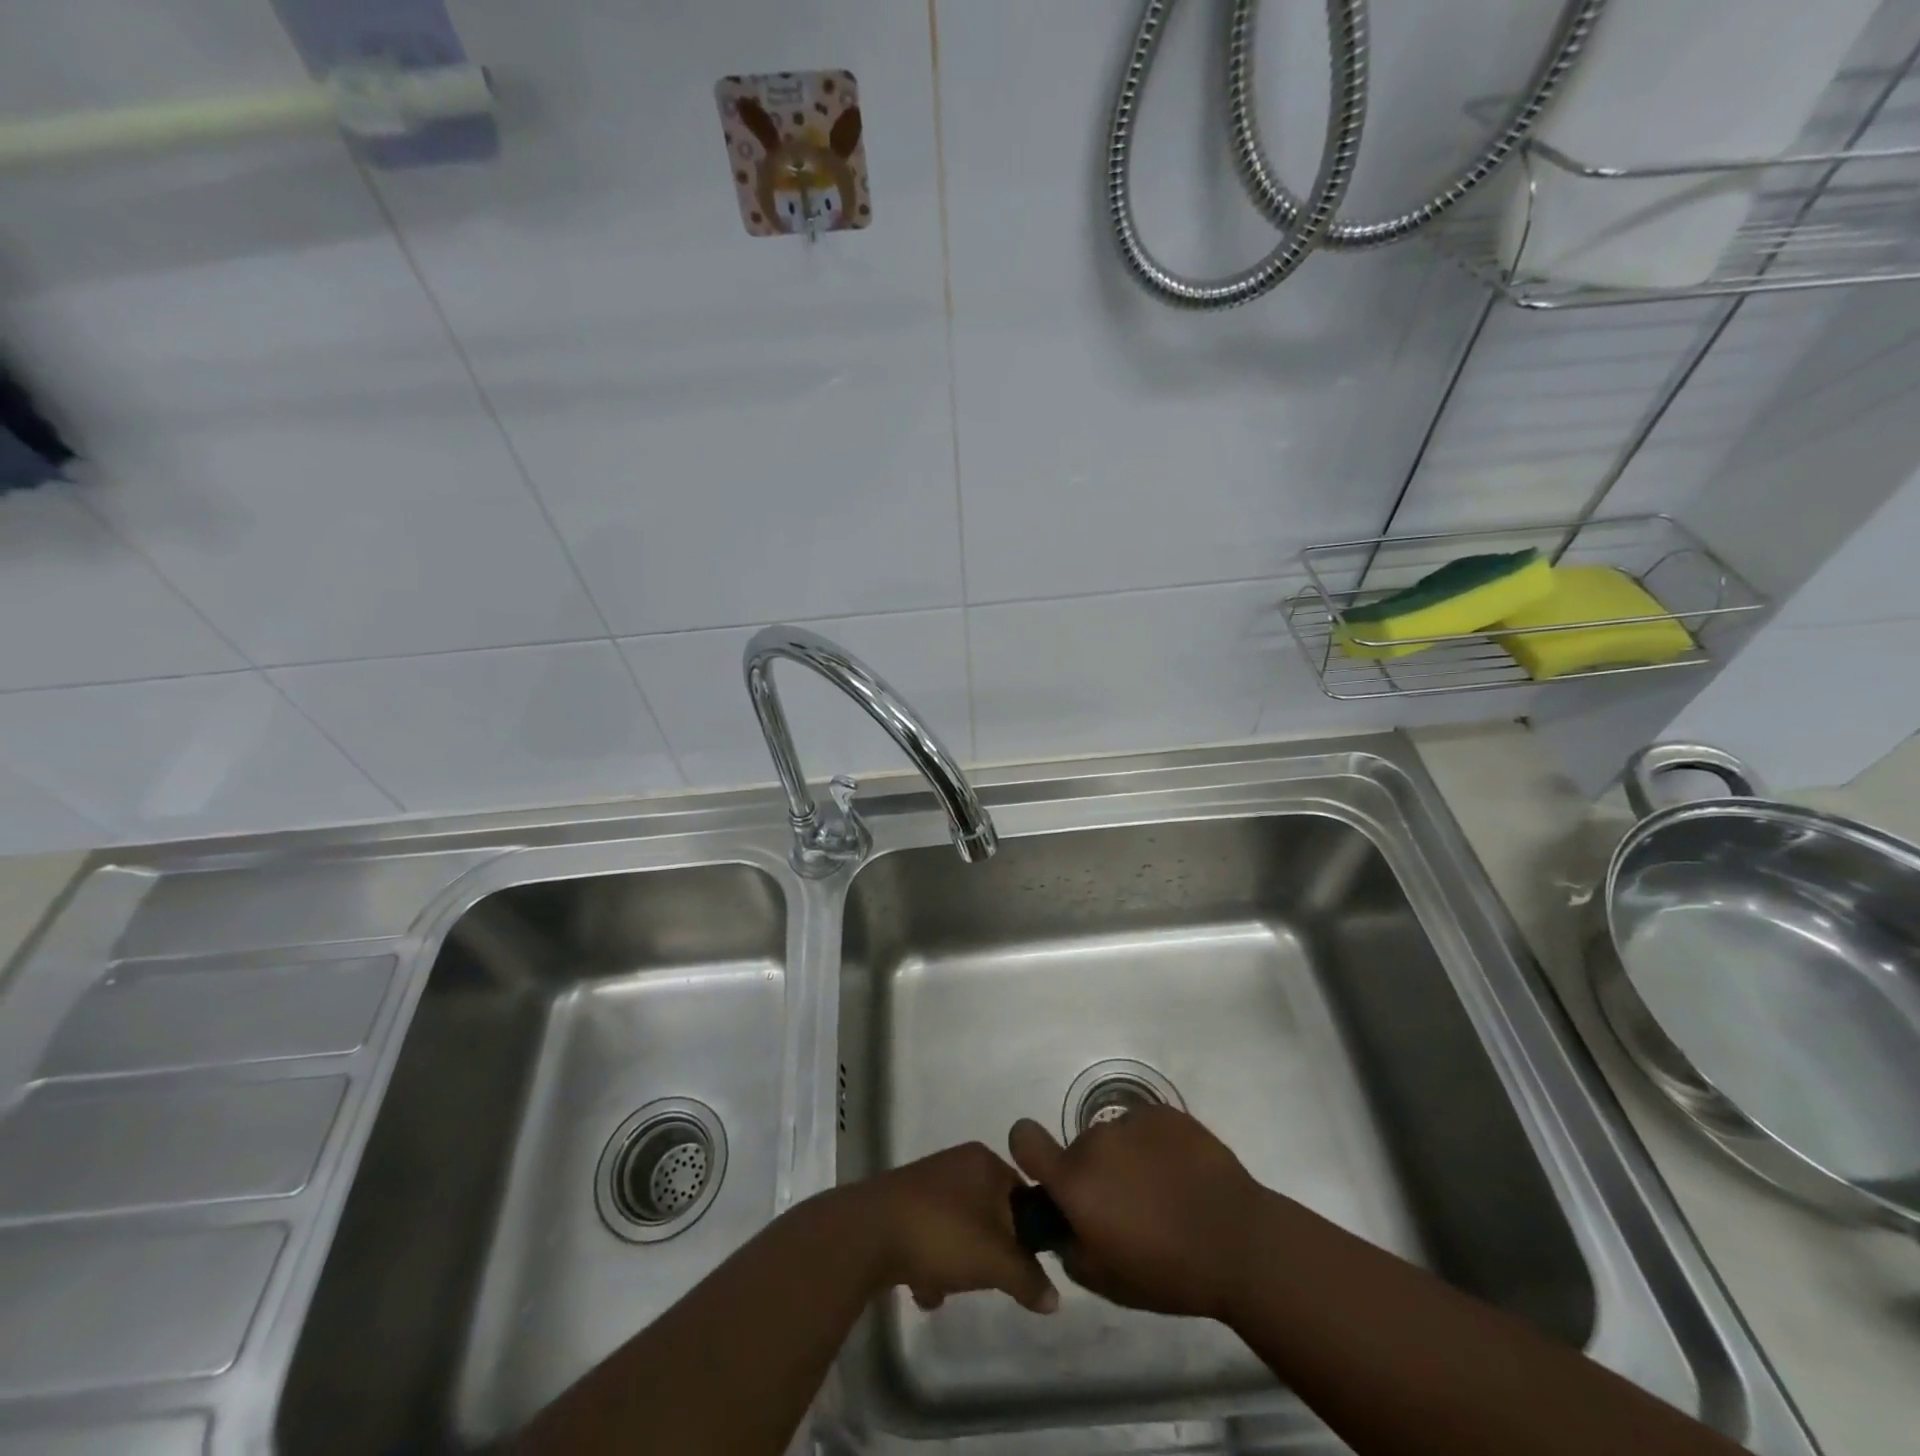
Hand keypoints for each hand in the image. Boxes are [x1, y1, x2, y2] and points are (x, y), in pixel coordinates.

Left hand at [851, 1143, 1058, 1313]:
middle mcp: (957, 1163)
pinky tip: (921, 1287)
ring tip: (945, 1285)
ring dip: (956, 1264)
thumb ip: (1029, 1278)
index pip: (1023, 1195)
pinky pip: (931, 1235)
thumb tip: (1055, 1298)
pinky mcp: (902, 1204)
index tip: (1023, 1266)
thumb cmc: (943, 1233)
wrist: (870, 1232)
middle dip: (988, 1254)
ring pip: (959, 1230)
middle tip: (984, 1277)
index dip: (1027, 1233)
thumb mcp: (996, 1261)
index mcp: (984, 1161)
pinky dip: (930, 1263)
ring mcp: (927, 1182)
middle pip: (990, 1216)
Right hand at [1008, 1105, 1266, 1321]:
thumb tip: (1066, 1227)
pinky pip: (1145, 1127)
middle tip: (1128, 1208)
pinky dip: (1154, 1146)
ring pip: (1114, 1139)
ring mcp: (1132, 1120)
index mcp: (1075, 1181)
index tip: (1046, 1170)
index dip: (1027, 1149)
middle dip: (1094, 1174)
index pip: (1024, 1139)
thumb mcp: (1107, 1282)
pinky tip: (1182, 1174)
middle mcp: (1095, 1140)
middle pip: (1079, 1150)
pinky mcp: (1165, 1113)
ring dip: (1126, 1160)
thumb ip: (1071, 1249)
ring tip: (1162, 1192)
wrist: (1239, 1241)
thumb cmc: (1169, 1271)